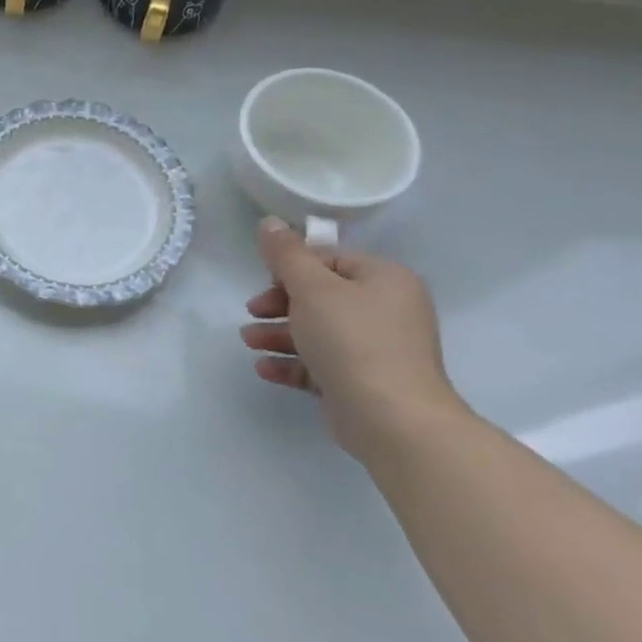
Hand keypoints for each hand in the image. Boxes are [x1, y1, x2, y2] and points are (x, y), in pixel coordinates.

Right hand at [240, 217, 463, 458]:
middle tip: (252, 312)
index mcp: (385, 280)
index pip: (330, 260)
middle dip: (279, 304)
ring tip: (250, 342)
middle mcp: (386, 310)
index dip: (292, 268)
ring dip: (278, 334)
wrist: (392, 419)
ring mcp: (376, 350)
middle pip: (320, 296)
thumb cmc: (352, 340)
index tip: (264, 281)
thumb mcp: (311, 288)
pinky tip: (264, 368)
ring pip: (317, 331)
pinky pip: (320, 364)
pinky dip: (291, 363)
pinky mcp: (362, 382)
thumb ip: (286, 254)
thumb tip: (269, 222)